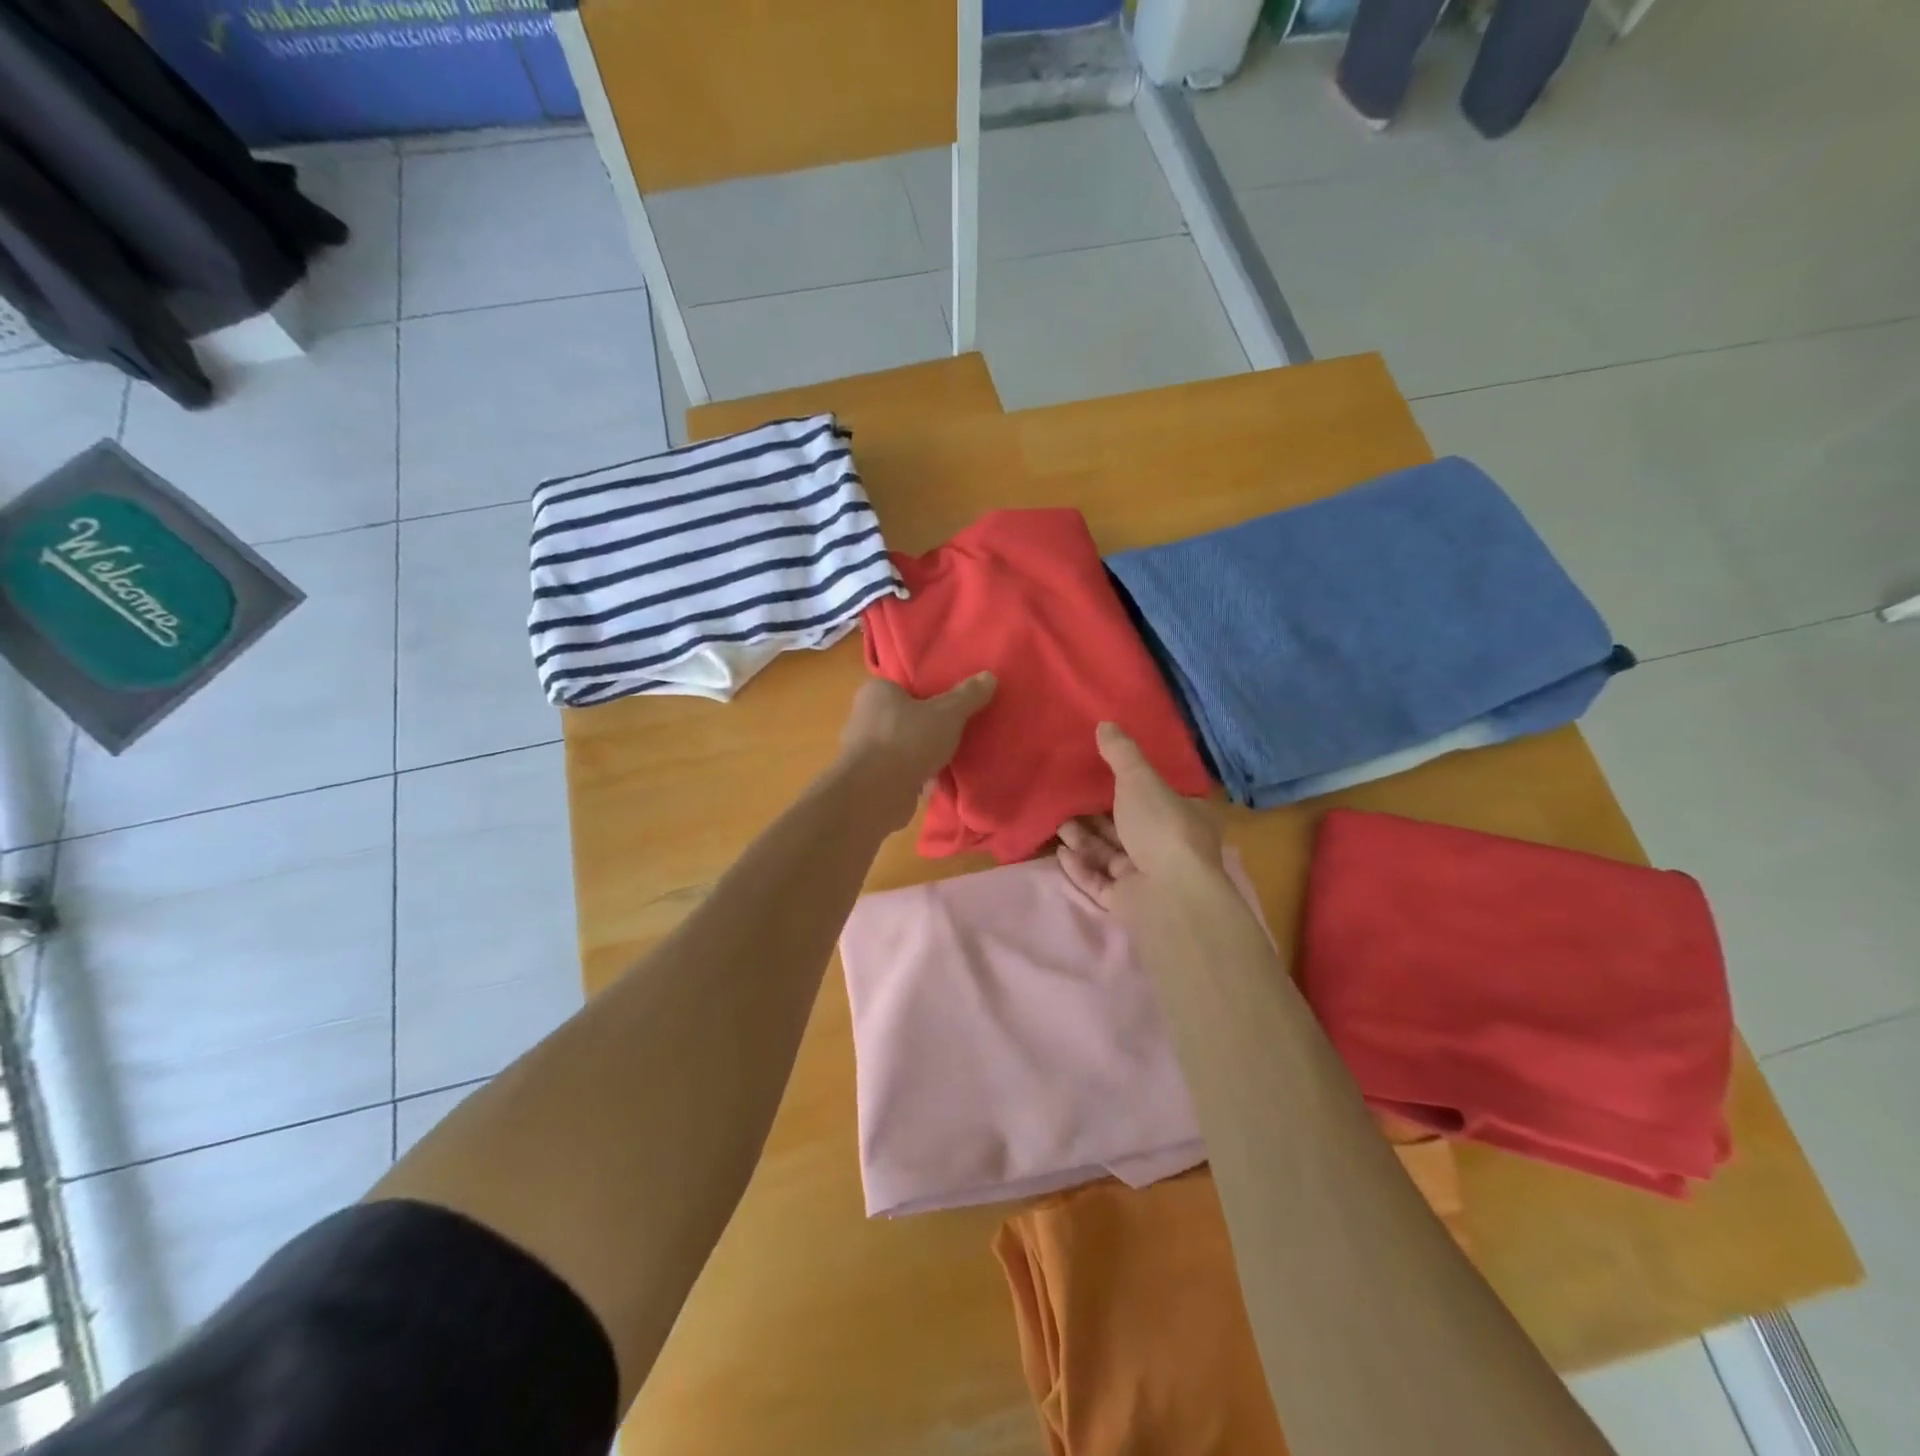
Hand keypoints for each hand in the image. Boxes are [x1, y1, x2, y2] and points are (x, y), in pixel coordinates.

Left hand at [837, 672, 996, 827]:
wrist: (876, 793)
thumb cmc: (908, 740)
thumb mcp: (947, 714)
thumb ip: (967, 696)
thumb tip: (989, 675)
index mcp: (877, 692)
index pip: (905, 686)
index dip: (928, 694)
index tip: (950, 704)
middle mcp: (864, 717)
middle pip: (905, 717)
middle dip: (927, 726)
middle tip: (956, 731)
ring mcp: (865, 750)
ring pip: (903, 745)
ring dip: (922, 753)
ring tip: (951, 757)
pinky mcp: (870, 778)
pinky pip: (900, 770)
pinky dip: (916, 774)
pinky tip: (937, 780)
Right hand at [1057, 722, 1222, 912]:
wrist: (1169, 895)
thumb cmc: (1161, 827)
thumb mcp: (1140, 779)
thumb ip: (1121, 753)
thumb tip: (1105, 723)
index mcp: (1186, 817)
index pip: (1159, 798)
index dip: (1131, 787)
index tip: (1101, 775)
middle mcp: (1170, 847)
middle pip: (1129, 827)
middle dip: (1097, 815)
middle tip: (1068, 798)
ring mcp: (1150, 879)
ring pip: (1111, 854)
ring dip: (1084, 839)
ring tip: (1058, 823)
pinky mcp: (1129, 903)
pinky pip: (1100, 882)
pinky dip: (1081, 867)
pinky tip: (1060, 853)